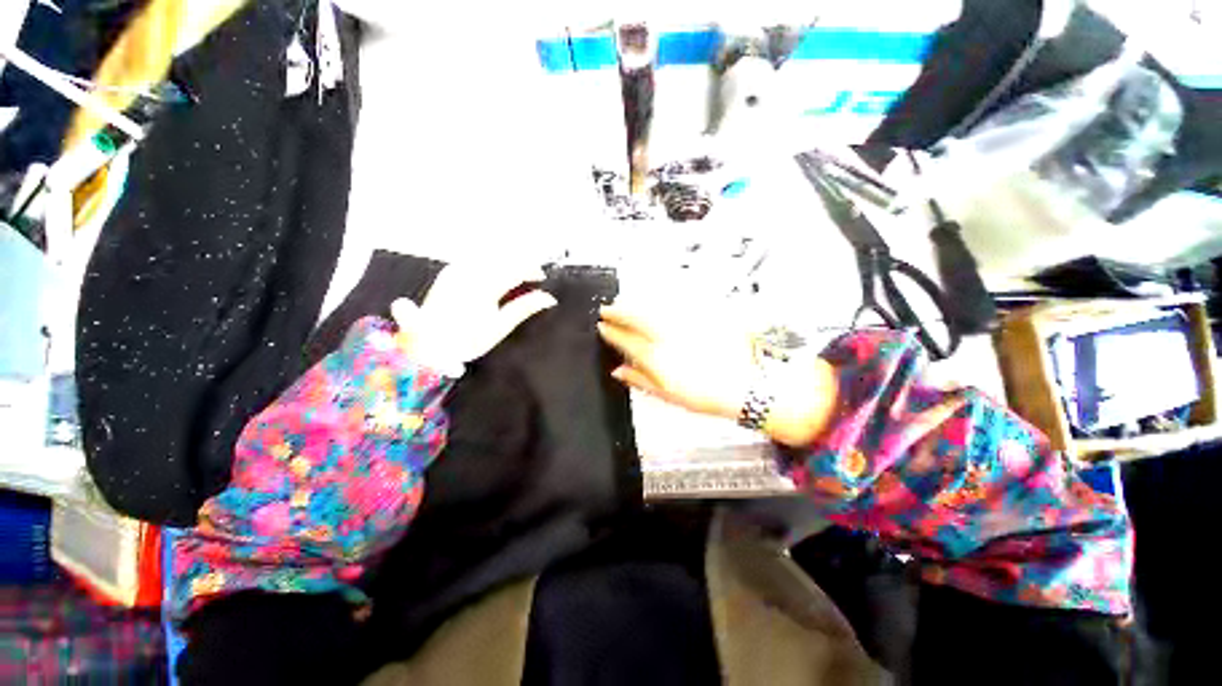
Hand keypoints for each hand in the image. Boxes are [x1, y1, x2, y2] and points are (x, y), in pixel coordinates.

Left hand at [391, 261, 556, 375]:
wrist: (426, 345)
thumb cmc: (466, 341)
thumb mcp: (500, 328)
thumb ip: (524, 308)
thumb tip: (549, 298)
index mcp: (485, 287)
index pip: (515, 269)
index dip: (531, 269)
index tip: (541, 277)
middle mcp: (470, 273)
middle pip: (503, 258)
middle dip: (520, 262)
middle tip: (531, 274)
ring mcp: (457, 270)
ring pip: (489, 254)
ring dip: (506, 259)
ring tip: (517, 272)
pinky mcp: (449, 272)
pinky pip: (475, 257)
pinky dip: (490, 260)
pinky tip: (495, 269)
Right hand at [597, 304, 838, 446]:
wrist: (743, 388)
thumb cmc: (702, 396)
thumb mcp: (667, 396)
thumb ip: (640, 380)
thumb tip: (617, 370)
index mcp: (656, 358)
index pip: (626, 340)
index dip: (611, 332)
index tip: (602, 326)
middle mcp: (666, 337)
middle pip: (636, 318)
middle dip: (618, 312)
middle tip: (606, 308)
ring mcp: (683, 326)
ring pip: (652, 309)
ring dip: (636, 305)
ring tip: (626, 303)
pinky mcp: (699, 319)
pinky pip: (673, 306)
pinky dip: (659, 303)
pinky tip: (653, 303)